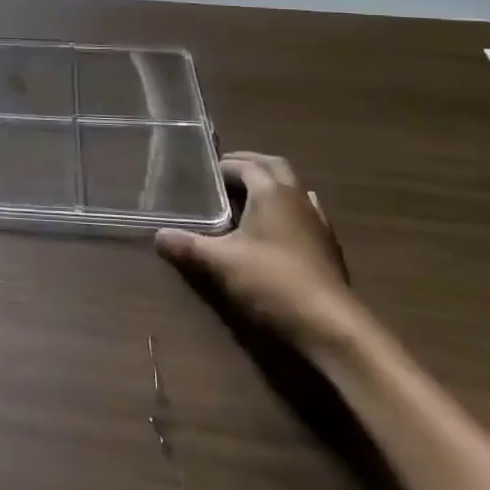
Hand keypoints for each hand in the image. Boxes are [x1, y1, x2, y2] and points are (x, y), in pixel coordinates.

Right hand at [155, 152, 360, 353]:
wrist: (331, 325)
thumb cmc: (272, 281)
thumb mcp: (221, 263)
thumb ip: (188, 246)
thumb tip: (158, 236)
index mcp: (271, 191)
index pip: (246, 164)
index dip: (225, 165)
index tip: (204, 173)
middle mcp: (297, 197)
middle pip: (274, 166)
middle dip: (250, 165)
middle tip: (225, 175)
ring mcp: (317, 221)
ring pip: (293, 188)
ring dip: (271, 186)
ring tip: (248, 199)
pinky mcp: (328, 246)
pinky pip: (305, 212)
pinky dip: (287, 210)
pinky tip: (277, 229)